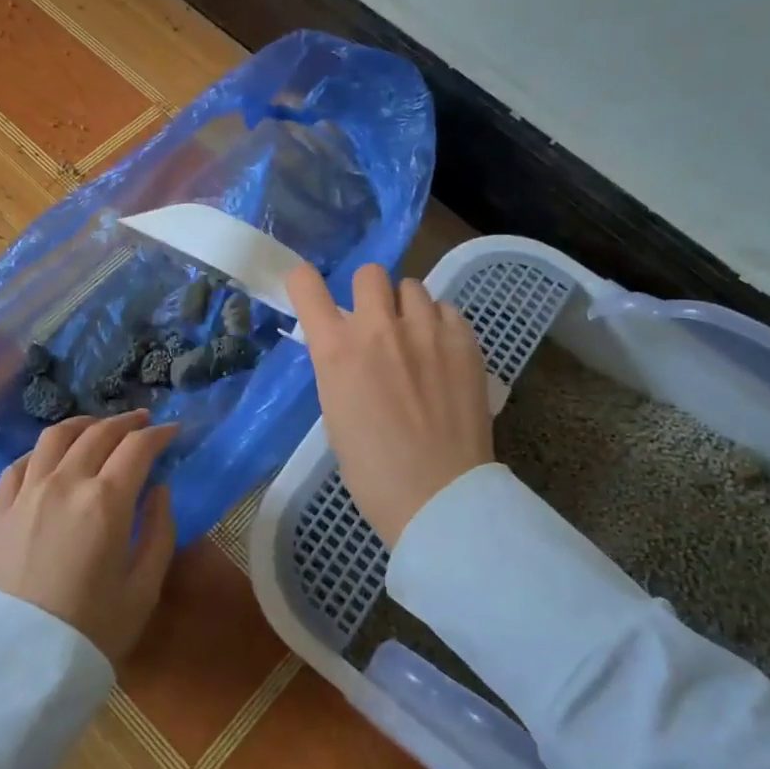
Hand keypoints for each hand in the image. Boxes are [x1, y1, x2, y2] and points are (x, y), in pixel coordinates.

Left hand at [0, 410, 178, 660]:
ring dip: (83, 424)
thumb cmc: (89, 631)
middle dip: (127, 422)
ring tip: (98, 427)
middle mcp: (66, 483)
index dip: (159, 433)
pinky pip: (20, 463)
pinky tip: (51, 458)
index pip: (138, 447)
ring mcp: (27, 493)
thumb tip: (160, 490)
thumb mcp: (143, 589)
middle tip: (143, 422)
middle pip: (99, 433)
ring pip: (55, 437)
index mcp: (106, 501)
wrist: (12, 665)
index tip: (173, 431)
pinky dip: (41, 451)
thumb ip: (159, 532)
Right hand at [287, 264, 493, 547]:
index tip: (312, 293)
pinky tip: (442, 354)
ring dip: (406, 308)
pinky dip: (439, 324)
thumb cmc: (373, 470)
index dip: (305, 283)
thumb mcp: (335, 413)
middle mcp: (378, 328)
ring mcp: (425, 330)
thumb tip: (350, 349)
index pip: (306, 285)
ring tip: (415, 339)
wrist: (438, 495)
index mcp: (336, 350)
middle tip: (376, 323)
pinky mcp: (463, 341)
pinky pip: (446, 309)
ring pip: (412, 286)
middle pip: (368, 273)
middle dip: (368, 294)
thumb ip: (339, 369)